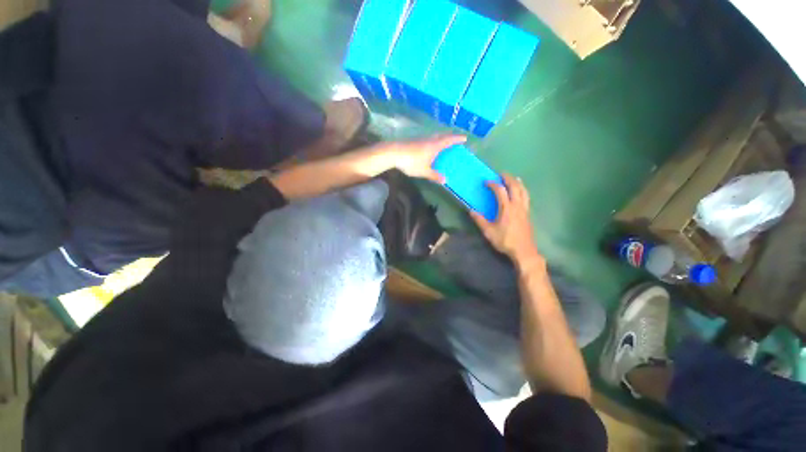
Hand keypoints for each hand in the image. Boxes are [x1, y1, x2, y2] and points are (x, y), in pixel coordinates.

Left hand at [391, 135, 465, 182]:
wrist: (393, 153)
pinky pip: (427, 139)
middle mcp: (429, 140)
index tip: (464, 138)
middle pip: (442, 136)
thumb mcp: (424, 171)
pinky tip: (428, 147)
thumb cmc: (411, 162)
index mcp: (435, 146)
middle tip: (454, 140)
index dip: (457, 139)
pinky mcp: (413, 141)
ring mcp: (421, 139)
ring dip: (440, 138)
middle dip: (450, 137)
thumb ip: (434, 175)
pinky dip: (432, 141)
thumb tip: (445, 180)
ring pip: (434, 137)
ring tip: (443, 144)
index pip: (449, 140)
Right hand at [470, 174, 539, 263]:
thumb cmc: (505, 240)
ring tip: (514, 178)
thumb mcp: (489, 232)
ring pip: (523, 191)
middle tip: (501, 174)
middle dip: (508, 178)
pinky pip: (527, 197)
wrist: (524, 251)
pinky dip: (523, 190)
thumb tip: (471, 211)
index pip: (500, 191)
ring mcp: (525, 209)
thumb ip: (480, 220)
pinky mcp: (528, 214)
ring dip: (518, 182)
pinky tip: (520, 192)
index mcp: (507, 208)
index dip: (493, 184)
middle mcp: (517, 205)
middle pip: (515, 186)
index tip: (486, 182)